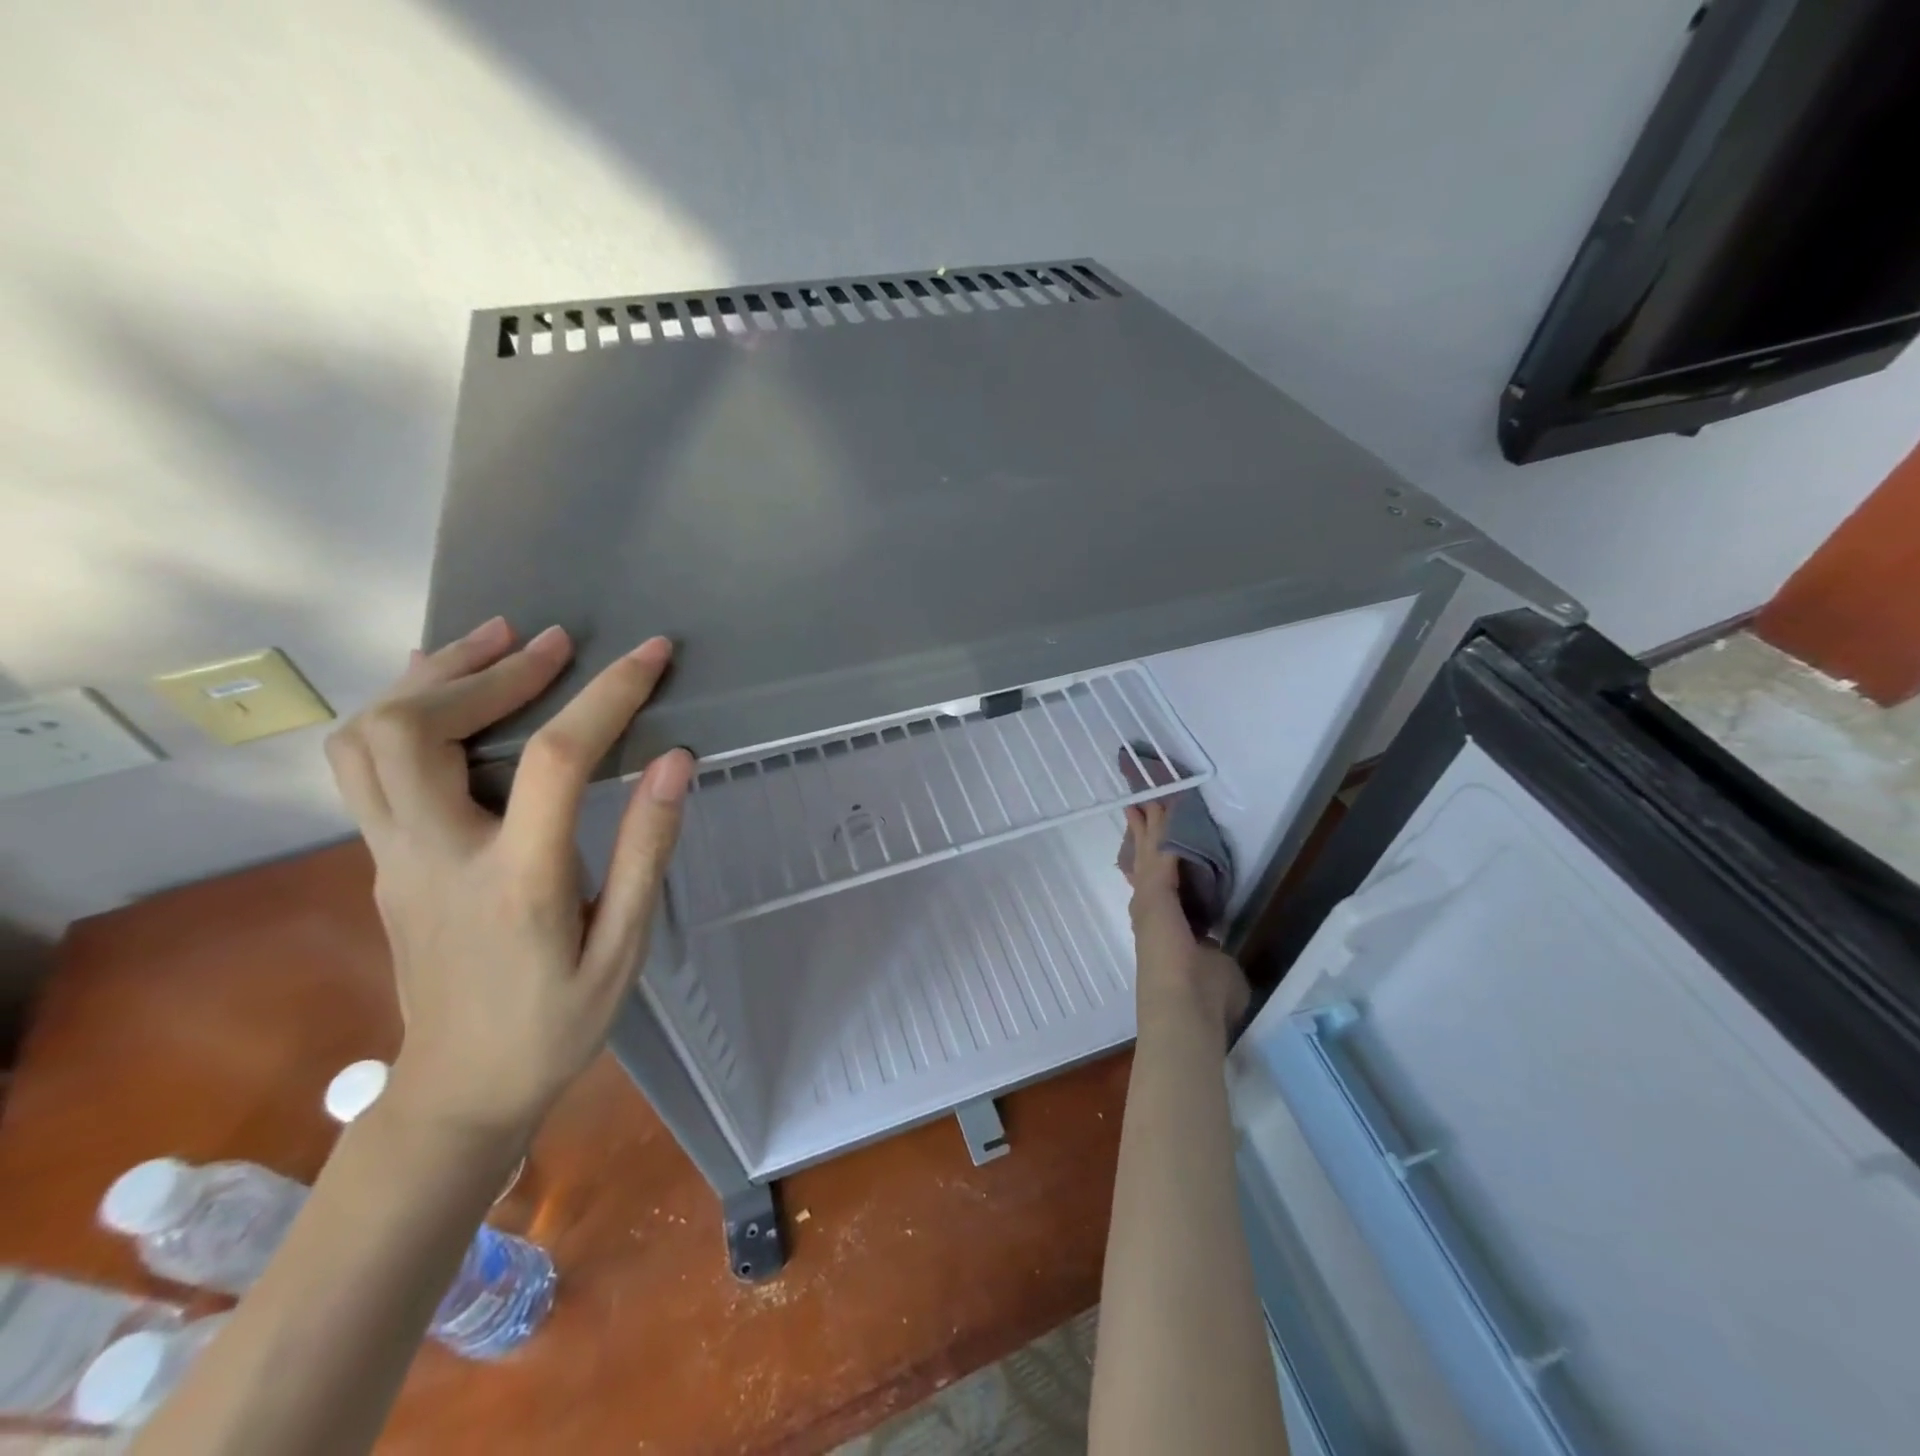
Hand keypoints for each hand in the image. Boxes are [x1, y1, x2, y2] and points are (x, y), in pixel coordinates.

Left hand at [324, 617, 692, 1140]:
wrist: (459, 1089)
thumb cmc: (557, 1023)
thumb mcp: (623, 947)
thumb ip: (646, 850)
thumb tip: (675, 761)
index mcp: (515, 882)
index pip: (557, 761)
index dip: (606, 695)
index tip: (651, 653)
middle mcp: (435, 856)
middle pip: (420, 731)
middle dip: (492, 670)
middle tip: (553, 640)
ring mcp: (393, 856)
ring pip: (369, 739)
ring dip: (432, 677)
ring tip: (495, 641)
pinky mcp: (381, 858)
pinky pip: (365, 763)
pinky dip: (403, 706)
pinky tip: (444, 686)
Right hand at [1122, 801, 1248, 1045]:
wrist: (1183, 1008)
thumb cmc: (1203, 999)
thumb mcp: (1214, 969)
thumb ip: (1212, 955)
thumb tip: (1214, 953)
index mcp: (1164, 927)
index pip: (1157, 885)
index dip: (1154, 861)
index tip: (1151, 842)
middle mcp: (1150, 910)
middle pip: (1147, 861)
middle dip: (1146, 833)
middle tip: (1142, 805)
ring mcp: (1151, 899)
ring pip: (1151, 851)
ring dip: (1151, 824)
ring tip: (1149, 797)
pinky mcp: (1157, 891)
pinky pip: (1162, 850)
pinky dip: (1163, 827)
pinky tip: (1166, 806)